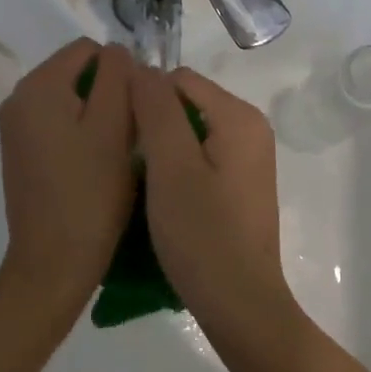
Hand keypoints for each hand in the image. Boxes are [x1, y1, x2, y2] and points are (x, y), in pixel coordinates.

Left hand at [0, 38, 136, 299]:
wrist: (54, 262)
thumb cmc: (91, 192)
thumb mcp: (114, 126)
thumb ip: (118, 77)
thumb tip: (117, 51)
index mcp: (37, 86)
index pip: (89, 49)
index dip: (121, 72)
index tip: (136, 111)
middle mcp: (18, 99)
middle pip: (76, 73)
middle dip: (108, 94)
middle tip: (129, 134)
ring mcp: (15, 129)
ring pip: (69, 100)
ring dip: (97, 116)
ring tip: (114, 153)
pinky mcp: (20, 154)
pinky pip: (57, 124)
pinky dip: (80, 134)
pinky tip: (94, 166)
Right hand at [130, 65, 289, 322]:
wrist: (239, 304)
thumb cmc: (202, 234)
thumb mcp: (170, 166)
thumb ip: (156, 109)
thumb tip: (141, 67)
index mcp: (239, 117)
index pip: (178, 79)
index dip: (143, 98)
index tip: (119, 135)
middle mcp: (251, 129)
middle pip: (186, 103)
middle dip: (153, 124)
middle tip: (127, 162)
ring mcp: (248, 159)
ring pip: (189, 132)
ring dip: (161, 148)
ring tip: (140, 182)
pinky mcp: (240, 186)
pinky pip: (200, 158)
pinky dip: (176, 168)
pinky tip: (162, 197)